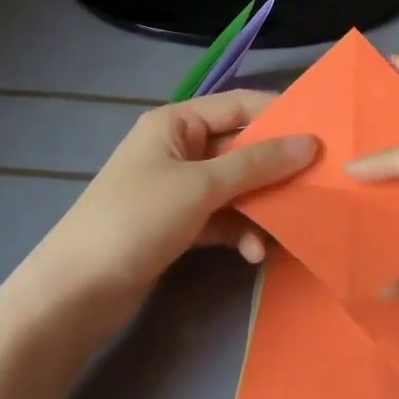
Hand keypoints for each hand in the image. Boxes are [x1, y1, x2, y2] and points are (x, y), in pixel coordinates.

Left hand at [26, 90, 317, 331]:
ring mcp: (177, 189)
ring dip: (260, 206)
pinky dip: (238, 231)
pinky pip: (220, 217)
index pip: (238, 105)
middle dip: (276, 167)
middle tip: (320, 184)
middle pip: (239, 148)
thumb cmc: (137, 219)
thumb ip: (256, 164)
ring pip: (234, 187)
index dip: (279, 114)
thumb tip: (309, 142)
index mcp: (176, 123)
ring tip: (289, 227)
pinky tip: (253, 254)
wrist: (75, 293)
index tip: (323, 131)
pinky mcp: (177, 226)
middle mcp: (178, 149)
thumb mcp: (201, 186)